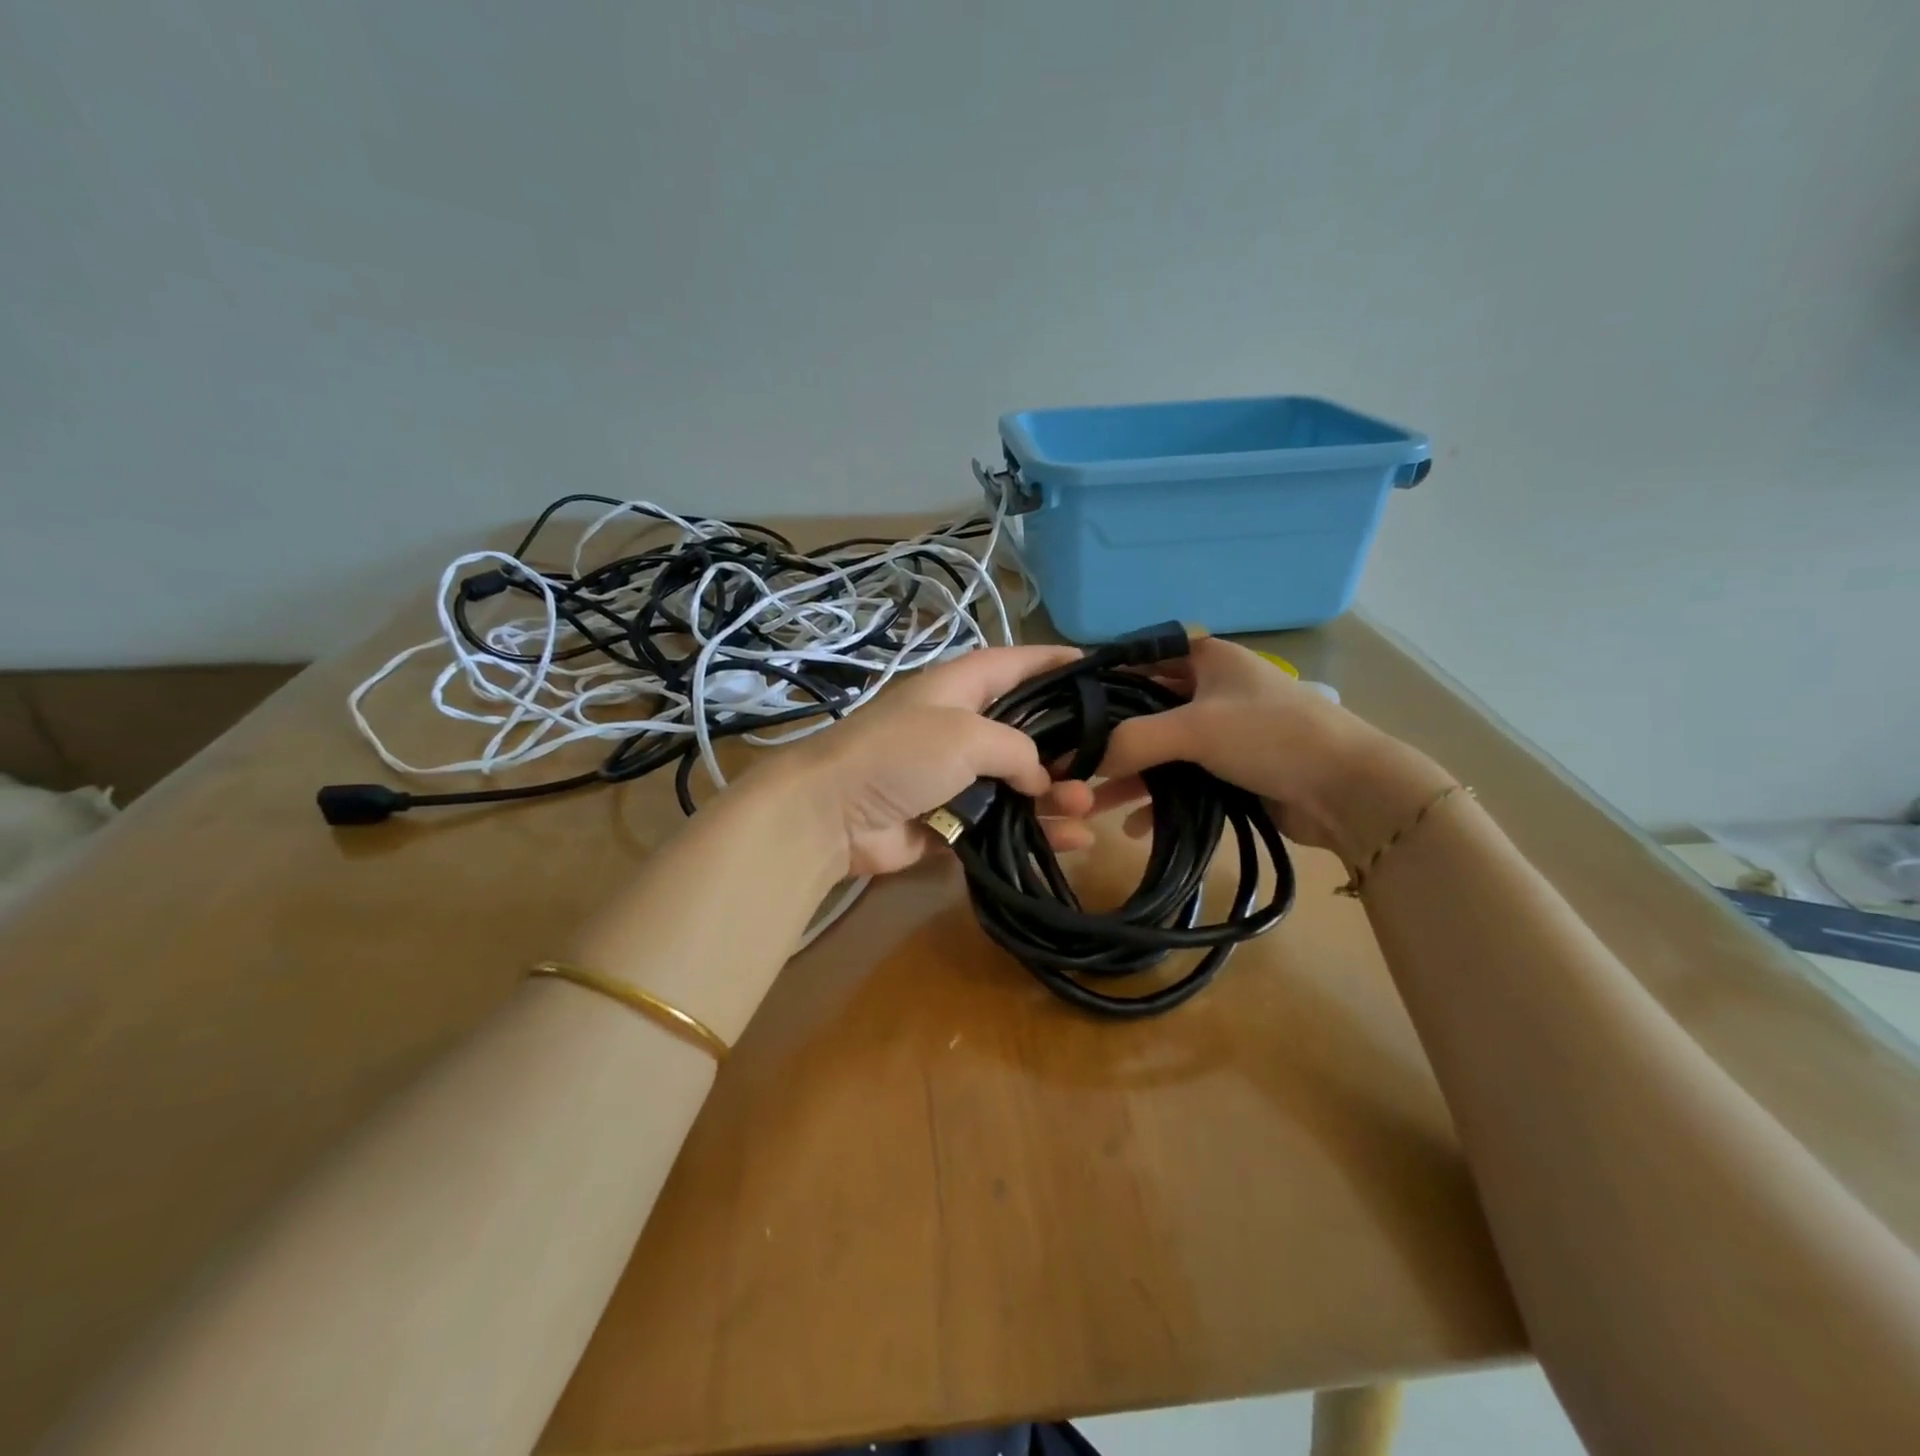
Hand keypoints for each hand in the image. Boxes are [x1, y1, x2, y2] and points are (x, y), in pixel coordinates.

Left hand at [775, 646, 1099, 876]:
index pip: (1016, 664)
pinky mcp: (950, 820)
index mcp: (960, 688)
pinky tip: (1072, 841)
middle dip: (1067, 745)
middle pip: (1025, 730)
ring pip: (1018, 783)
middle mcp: (960, 727)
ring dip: (1055, 796)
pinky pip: (1001, 824)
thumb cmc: (900, 754)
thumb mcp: (965, 734)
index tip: (1099, 667)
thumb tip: (1039, 779)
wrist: (832, 814)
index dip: (1055, 662)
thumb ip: (1016, 749)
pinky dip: (1033, 831)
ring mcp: (955, 777)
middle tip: (1110, 761)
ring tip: (1088, 808)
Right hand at [1071, 637, 1450, 859]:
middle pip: (1145, 709)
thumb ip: (1132, 740)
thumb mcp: (1194, 729)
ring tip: (1091, 804)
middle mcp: (1211, 690)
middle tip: (1069, 762)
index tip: (1064, 709)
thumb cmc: (1271, 737)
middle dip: (1109, 739)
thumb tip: (1080, 761)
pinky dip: (1158, 800)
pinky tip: (1134, 827)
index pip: (1140, 660)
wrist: (1349, 790)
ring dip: (1129, 776)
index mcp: (1206, 659)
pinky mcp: (1231, 771)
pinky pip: (1182, 780)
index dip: (1102, 681)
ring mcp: (1222, 732)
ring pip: (1161, 750)